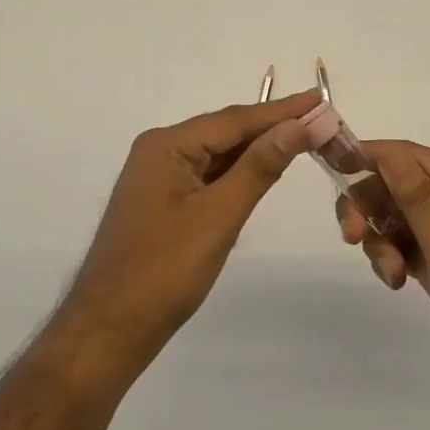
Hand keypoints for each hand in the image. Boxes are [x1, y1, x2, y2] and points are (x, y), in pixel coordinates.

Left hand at [58, 90, 319, 379]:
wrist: (109, 332)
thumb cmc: (163, 272)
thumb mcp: (218, 216)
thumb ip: (259, 167)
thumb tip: (297, 125)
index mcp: (166, 146)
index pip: (234, 119)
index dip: (281, 110)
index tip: (319, 97)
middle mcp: (160, 151)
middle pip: (226, 132)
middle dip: (272, 127)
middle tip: (320, 119)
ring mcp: (160, 177)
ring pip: (219, 154)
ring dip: (258, 149)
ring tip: (304, 137)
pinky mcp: (165, 202)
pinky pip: (209, 176)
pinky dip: (239, 172)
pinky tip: (265, 169)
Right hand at [336, 141, 429, 419]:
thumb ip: (416, 197)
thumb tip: (387, 150)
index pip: (408, 155)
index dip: (369, 157)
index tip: (331, 170)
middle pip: (398, 184)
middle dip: (370, 206)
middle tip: (352, 238)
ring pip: (399, 217)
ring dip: (382, 239)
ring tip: (389, 276)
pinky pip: (409, 245)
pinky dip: (395, 257)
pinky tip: (396, 283)